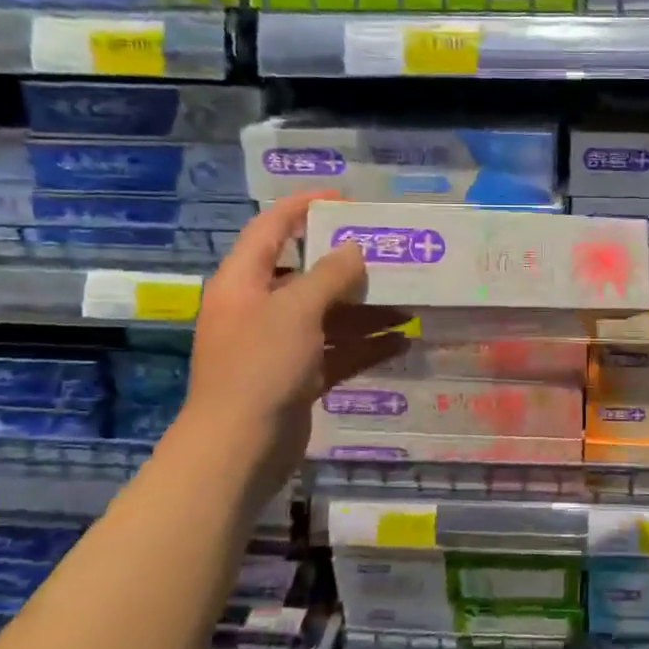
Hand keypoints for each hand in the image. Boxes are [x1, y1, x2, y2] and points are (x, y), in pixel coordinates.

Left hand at [170, 193, 409, 491]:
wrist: (239, 448)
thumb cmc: (260, 365)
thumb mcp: (296, 309)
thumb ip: (329, 275)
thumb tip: (354, 250)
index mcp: (244, 282)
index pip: (271, 228)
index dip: (303, 207)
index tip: (344, 199)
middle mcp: (259, 308)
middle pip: (306, 274)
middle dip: (348, 266)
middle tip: (390, 255)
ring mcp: (278, 346)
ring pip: (328, 316)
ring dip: (366, 311)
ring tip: (409, 303)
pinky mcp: (298, 378)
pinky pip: (336, 352)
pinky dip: (365, 346)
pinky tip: (403, 341)